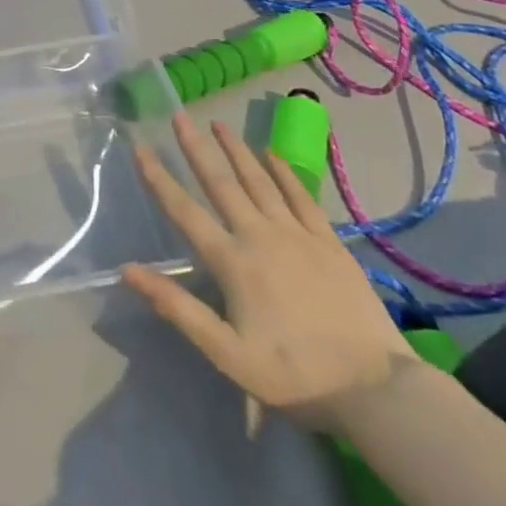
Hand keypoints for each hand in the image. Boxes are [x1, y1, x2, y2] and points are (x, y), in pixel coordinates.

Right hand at [123, 113, 414, 431]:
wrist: (377, 390)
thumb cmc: (294, 375)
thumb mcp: (227, 354)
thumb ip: (178, 308)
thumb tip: (128, 270)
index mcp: (232, 261)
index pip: (184, 211)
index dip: (158, 178)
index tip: (140, 147)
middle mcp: (260, 235)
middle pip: (220, 183)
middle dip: (196, 147)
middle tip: (179, 115)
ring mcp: (298, 235)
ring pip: (259, 181)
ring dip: (236, 150)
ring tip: (218, 123)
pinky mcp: (329, 242)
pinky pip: (301, 196)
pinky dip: (283, 172)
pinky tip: (271, 154)